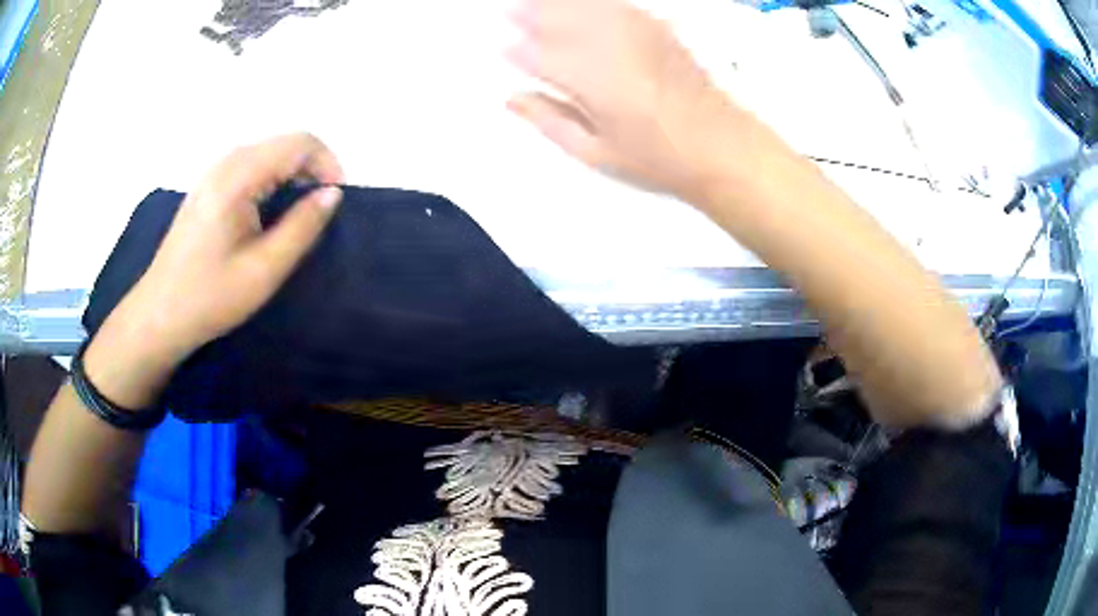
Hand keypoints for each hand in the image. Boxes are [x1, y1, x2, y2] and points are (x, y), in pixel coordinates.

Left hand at [83, 133, 344, 407]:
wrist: (160, 314)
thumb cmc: (210, 297)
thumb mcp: (264, 270)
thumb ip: (303, 226)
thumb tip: (332, 194)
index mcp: (238, 176)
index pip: (300, 143)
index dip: (328, 165)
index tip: (335, 203)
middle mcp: (226, 162)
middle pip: (285, 144)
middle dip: (312, 169)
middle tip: (320, 213)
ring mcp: (214, 172)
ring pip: (269, 153)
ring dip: (293, 176)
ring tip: (299, 215)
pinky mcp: (209, 186)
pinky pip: (252, 167)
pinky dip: (273, 181)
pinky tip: (269, 214)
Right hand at [507, 0, 751, 202]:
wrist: (721, 147)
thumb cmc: (659, 157)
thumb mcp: (595, 152)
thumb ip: (550, 120)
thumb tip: (514, 98)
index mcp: (590, 82)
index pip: (539, 56)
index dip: (517, 50)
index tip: (502, 46)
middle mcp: (611, 48)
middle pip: (560, 18)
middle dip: (531, 12)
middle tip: (510, 10)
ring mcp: (637, 34)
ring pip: (587, 5)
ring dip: (558, 2)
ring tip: (535, 1)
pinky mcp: (658, 29)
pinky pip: (618, 4)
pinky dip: (596, 1)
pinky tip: (585, 3)